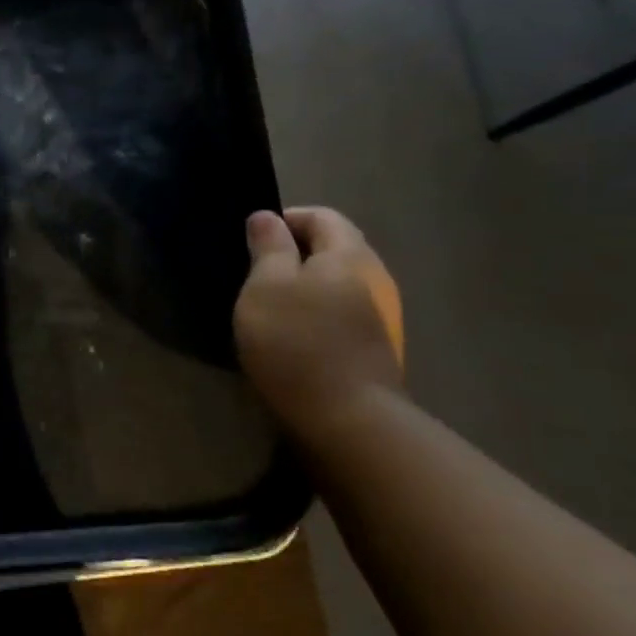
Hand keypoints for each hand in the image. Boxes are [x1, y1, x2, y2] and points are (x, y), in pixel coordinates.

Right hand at [234, 207, 404, 430]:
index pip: (322, 216)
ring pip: (339, 283)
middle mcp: (375, 278)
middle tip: (256, 272)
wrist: (347, 419)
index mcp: (349, 255)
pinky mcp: (378, 348)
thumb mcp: (266, 286)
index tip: (252, 240)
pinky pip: (344, 313)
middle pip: (335, 248)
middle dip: (295, 252)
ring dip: (306, 285)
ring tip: (271, 305)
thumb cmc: (297, 340)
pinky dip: (318, 312)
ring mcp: (383, 316)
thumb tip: (267, 217)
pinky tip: (295, 335)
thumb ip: (268, 247)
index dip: (285, 219)